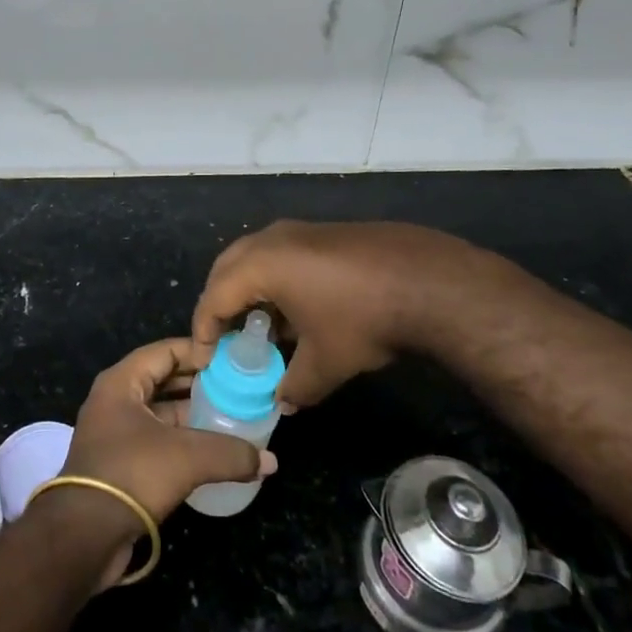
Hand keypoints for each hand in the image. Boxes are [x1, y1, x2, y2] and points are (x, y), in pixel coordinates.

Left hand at [56, 339, 278, 582]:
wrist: (83, 536)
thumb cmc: (132, 475)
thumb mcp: (187, 458)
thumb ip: (230, 453)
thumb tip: (269, 461)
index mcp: (122, 382)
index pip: (165, 351)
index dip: (199, 351)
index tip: (232, 361)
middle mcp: (115, 400)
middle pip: (162, 379)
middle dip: (198, 383)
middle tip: (236, 388)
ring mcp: (114, 433)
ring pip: (160, 413)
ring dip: (191, 414)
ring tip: (230, 417)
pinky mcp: (118, 464)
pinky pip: (156, 440)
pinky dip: (181, 441)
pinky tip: (210, 453)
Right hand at [193, 220, 522, 409]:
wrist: (427, 280)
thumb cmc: (364, 320)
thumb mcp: (326, 364)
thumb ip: (295, 386)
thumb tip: (283, 402)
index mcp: (261, 265)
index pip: (215, 296)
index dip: (205, 329)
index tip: (206, 358)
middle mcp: (272, 238)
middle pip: (227, 268)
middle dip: (220, 302)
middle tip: (224, 336)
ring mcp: (300, 230)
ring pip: (255, 256)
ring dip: (249, 289)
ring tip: (260, 326)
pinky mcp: (324, 232)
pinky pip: (281, 252)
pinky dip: (274, 278)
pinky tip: (296, 308)